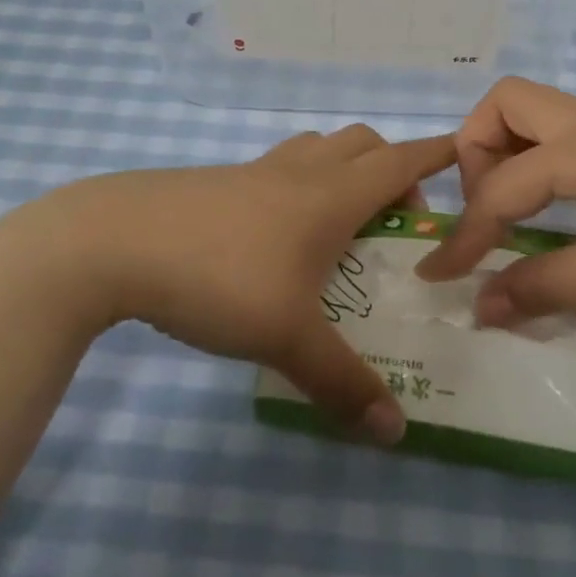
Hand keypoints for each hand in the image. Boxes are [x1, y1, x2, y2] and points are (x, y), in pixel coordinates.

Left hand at [45, 126, 456, 443]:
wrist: (112, 241)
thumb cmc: (217, 277)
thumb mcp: (286, 337)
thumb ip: (342, 384)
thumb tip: (396, 433)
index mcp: (330, 195)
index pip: (399, 161)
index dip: (436, 155)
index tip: (463, 153)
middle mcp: (299, 171)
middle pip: (362, 144)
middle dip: (391, 167)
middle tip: (394, 218)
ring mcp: (254, 170)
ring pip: (316, 149)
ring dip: (342, 169)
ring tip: (338, 224)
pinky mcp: (216, 181)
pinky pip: (277, 167)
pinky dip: (298, 182)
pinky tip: (275, 234)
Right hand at [415, 78, 575, 336]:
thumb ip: (538, 289)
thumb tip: (477, 307)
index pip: (498, 187)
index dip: (463, 235)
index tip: (438, 275)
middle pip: (506, 103)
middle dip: (477, 151)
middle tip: (486, 208)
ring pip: (539, 116)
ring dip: (510, 154)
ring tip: (513, 212)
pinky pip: (568, 139)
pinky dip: (543, 165)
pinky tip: (560, 214)